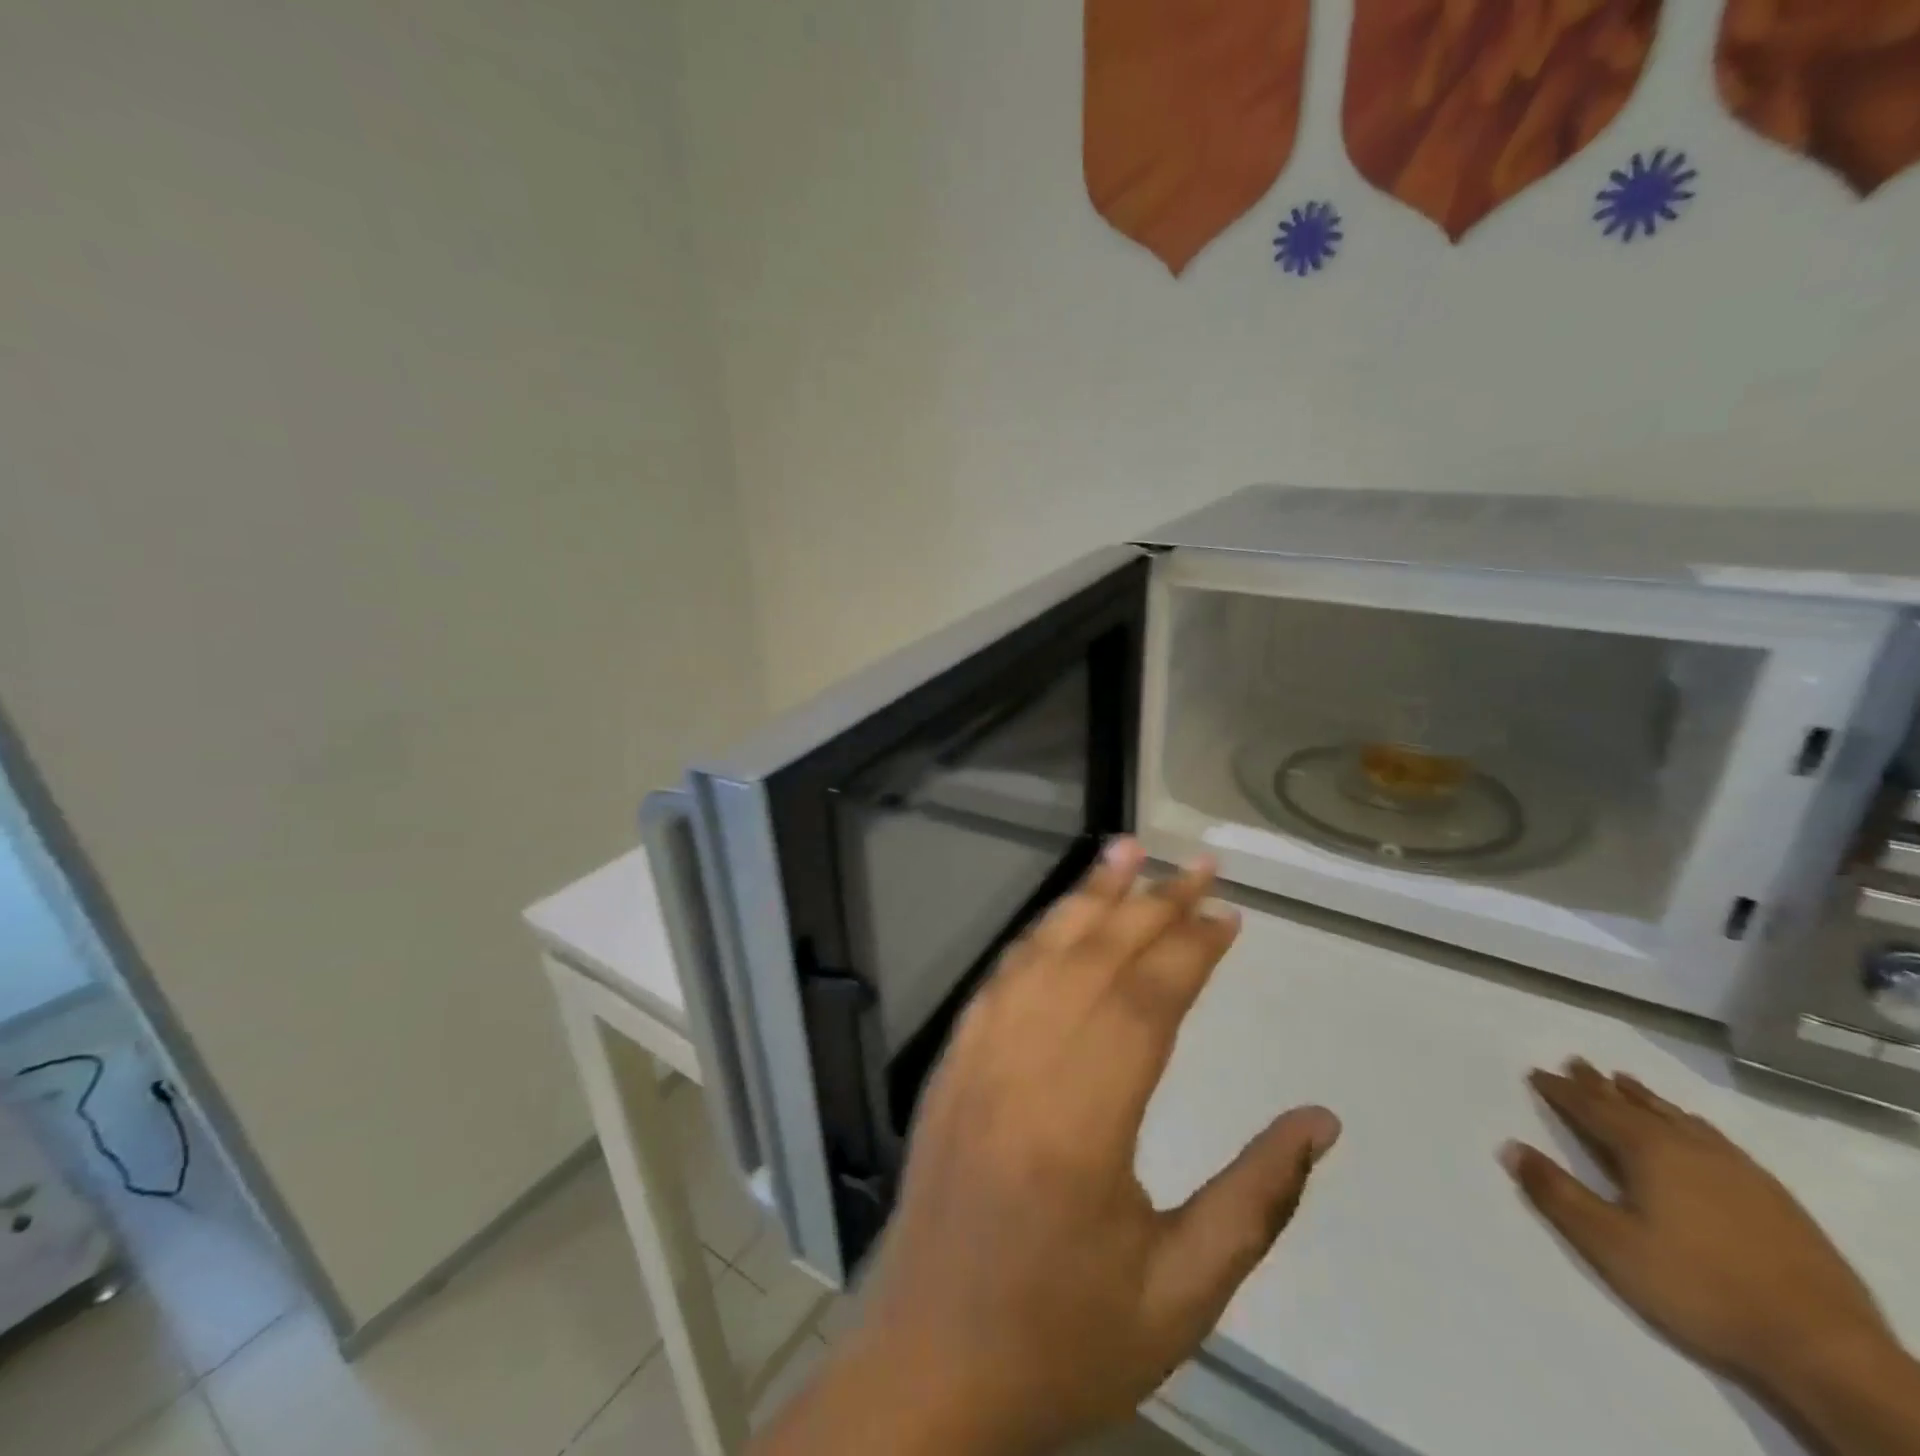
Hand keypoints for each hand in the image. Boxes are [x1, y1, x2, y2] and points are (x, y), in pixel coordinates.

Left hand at [761, 840, 1339, 1455]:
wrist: (928, 1364)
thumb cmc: (1060, 1339)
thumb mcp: (1180, 1295)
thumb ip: (1255, 1201)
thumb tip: (1320, 1121)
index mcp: (1082, 1127)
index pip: (1146, 1004)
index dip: (1192, 949)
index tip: (1231, 915)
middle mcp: (1022, 1070)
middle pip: (1096, 962)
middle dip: (1151, 904)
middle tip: (1197, 862)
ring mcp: (976, 1059)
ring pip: (1040, 956)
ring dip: (1087, 899)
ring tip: (1124, 850)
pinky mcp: (950, 1064)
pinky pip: (998, 981)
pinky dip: (1034, 938)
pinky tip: (1061, 917)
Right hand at [1504, 1060, 1898, 1400]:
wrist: (1824, 1349)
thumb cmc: (1699, 1288)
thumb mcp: (1610, 1245)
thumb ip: (1556, 1193)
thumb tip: (1509, 1146)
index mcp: (1648, 1152)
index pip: (1592, 1109)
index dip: (1561, 1090)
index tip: (1536, 1073)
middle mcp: (1689, 1147)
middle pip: (1634, 1105)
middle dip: (1599, 1084)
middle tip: (1575, 1061)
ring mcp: (1738, 1170)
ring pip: (1677, 1118)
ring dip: (1644, 1098)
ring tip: (1625, 1081)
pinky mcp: (1773, 1196)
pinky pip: (1715, 1139)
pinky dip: (1689, 1122)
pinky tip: (1693, 1128)